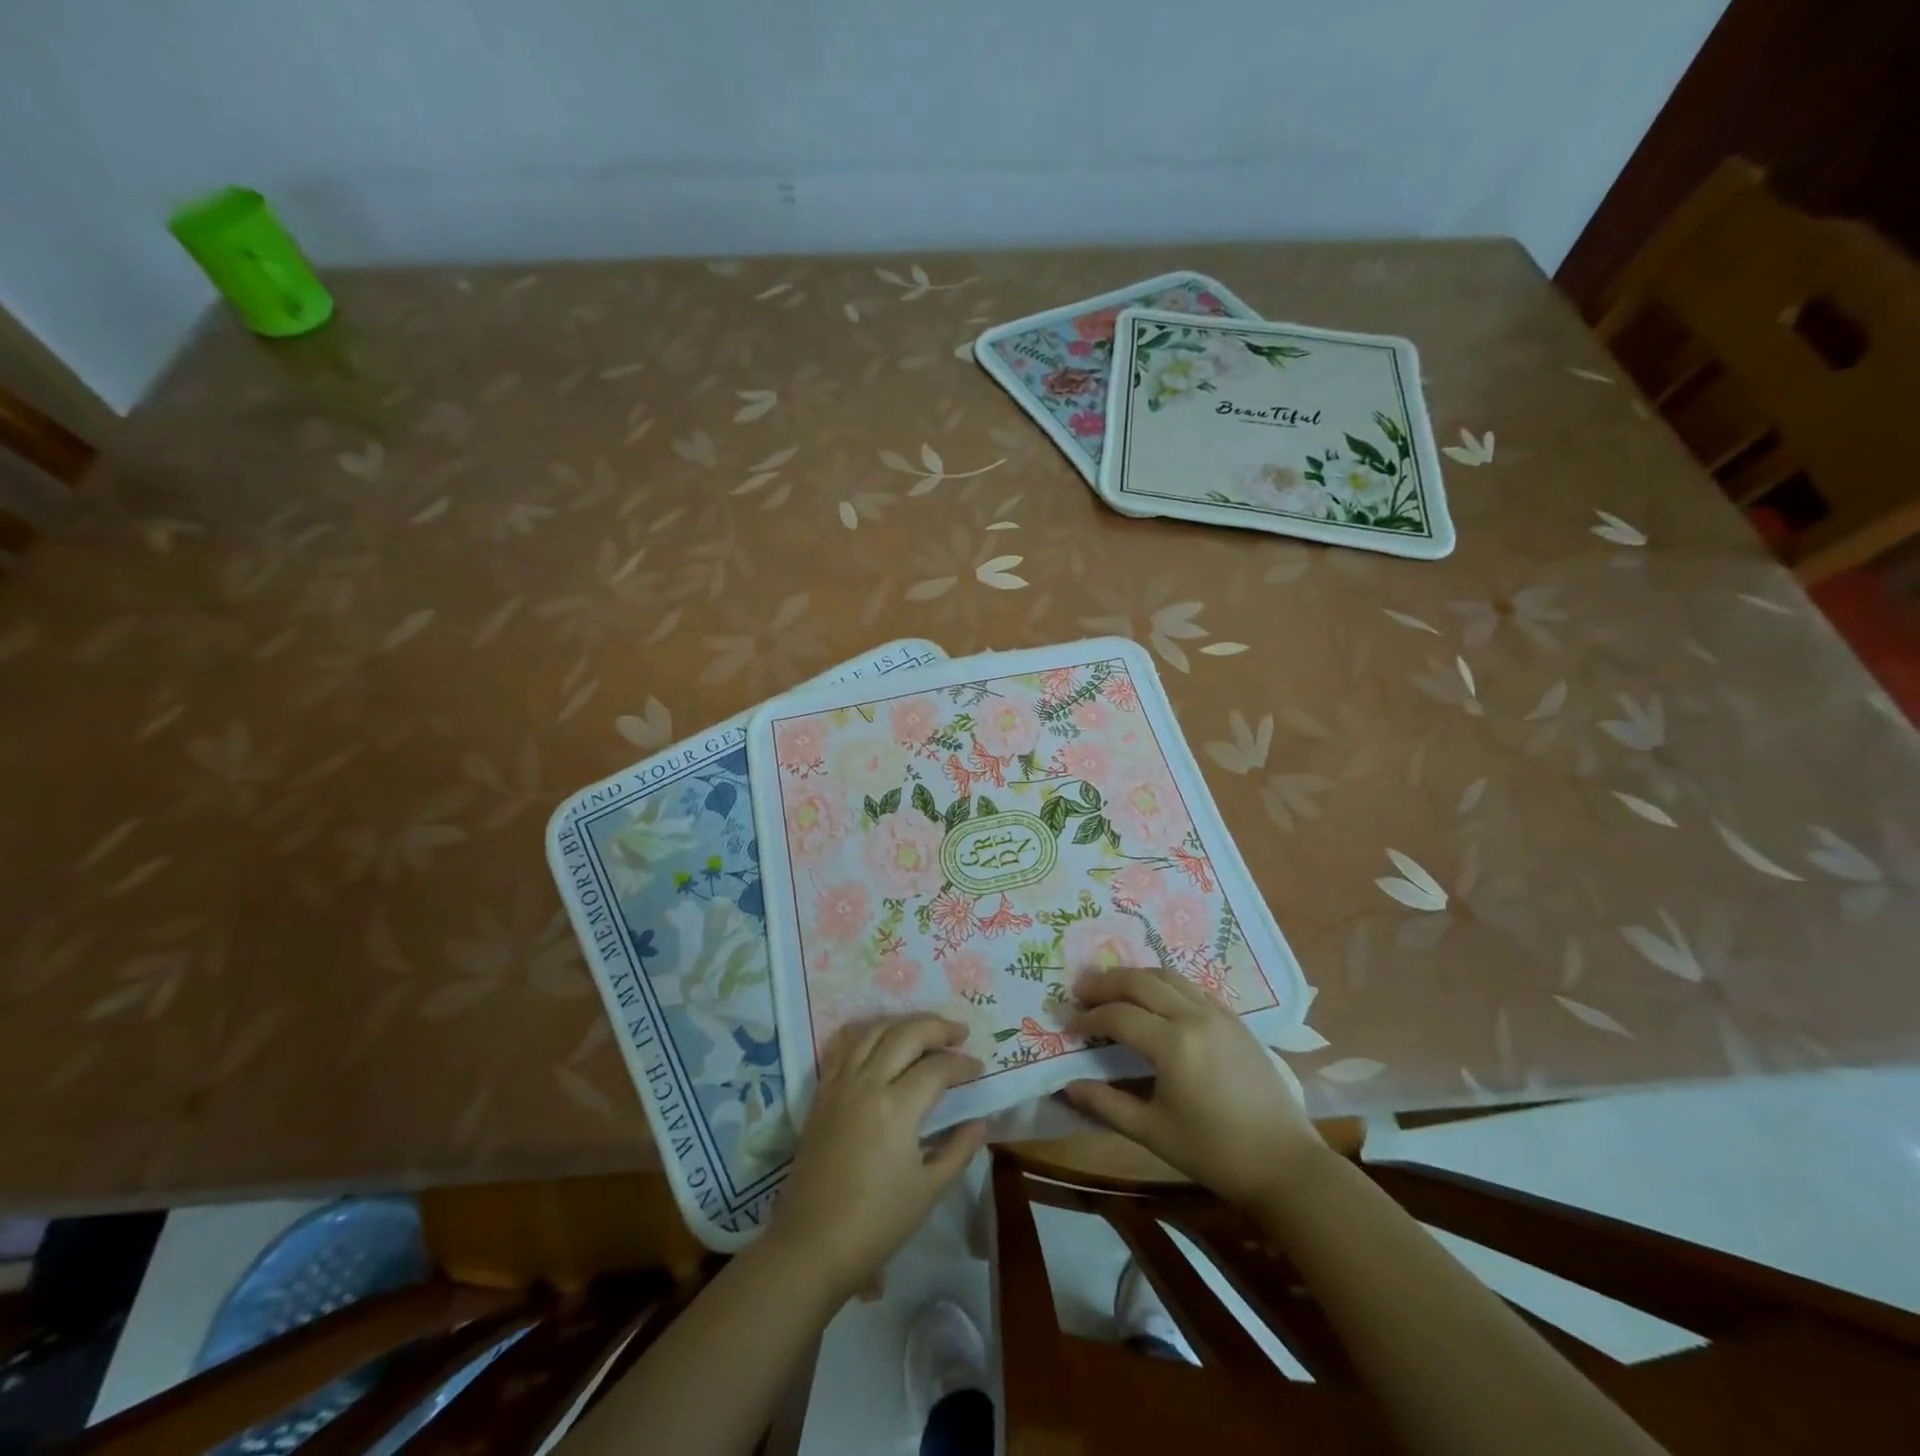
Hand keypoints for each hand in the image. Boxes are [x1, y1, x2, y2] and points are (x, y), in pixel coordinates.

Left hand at [770, 1015, 986, 1301]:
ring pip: (874, 1031)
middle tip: (959, 1032)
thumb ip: (959, 1149)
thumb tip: (981, 1120)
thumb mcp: (928, 1190)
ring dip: (904, 1023)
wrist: (811, 1245)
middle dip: (937, 1027)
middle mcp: (867, 1083)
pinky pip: (847, 1047)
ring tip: (926, 1030)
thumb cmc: (876, 1223)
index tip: (979, 1069)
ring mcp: (840, 1084)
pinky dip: (870, 1035)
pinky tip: (883, 1041)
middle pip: (906, 1034)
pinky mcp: (822, 1093)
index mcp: (896, 1107)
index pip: (937, 1068)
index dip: (962, 1065)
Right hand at [1064, 967, 1320, 1210]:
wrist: (1284, 1163)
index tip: (1068, 1025)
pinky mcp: (1235, 1020)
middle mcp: (1194, 1016)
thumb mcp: (1153, 1133)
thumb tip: (1067, 1086)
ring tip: (1113, 987)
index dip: (1089, 1017)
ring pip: (1168, 975)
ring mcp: (1218, 1014)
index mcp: (1173, 1044)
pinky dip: (1167, 984)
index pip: (1118, 1016)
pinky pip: (1193, 987)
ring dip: (1136, 976)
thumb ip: (1106, 1105)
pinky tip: (1157, 998)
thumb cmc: (1215, 1152)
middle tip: (1081, 989)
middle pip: (1140, 981)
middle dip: (1106, 982)